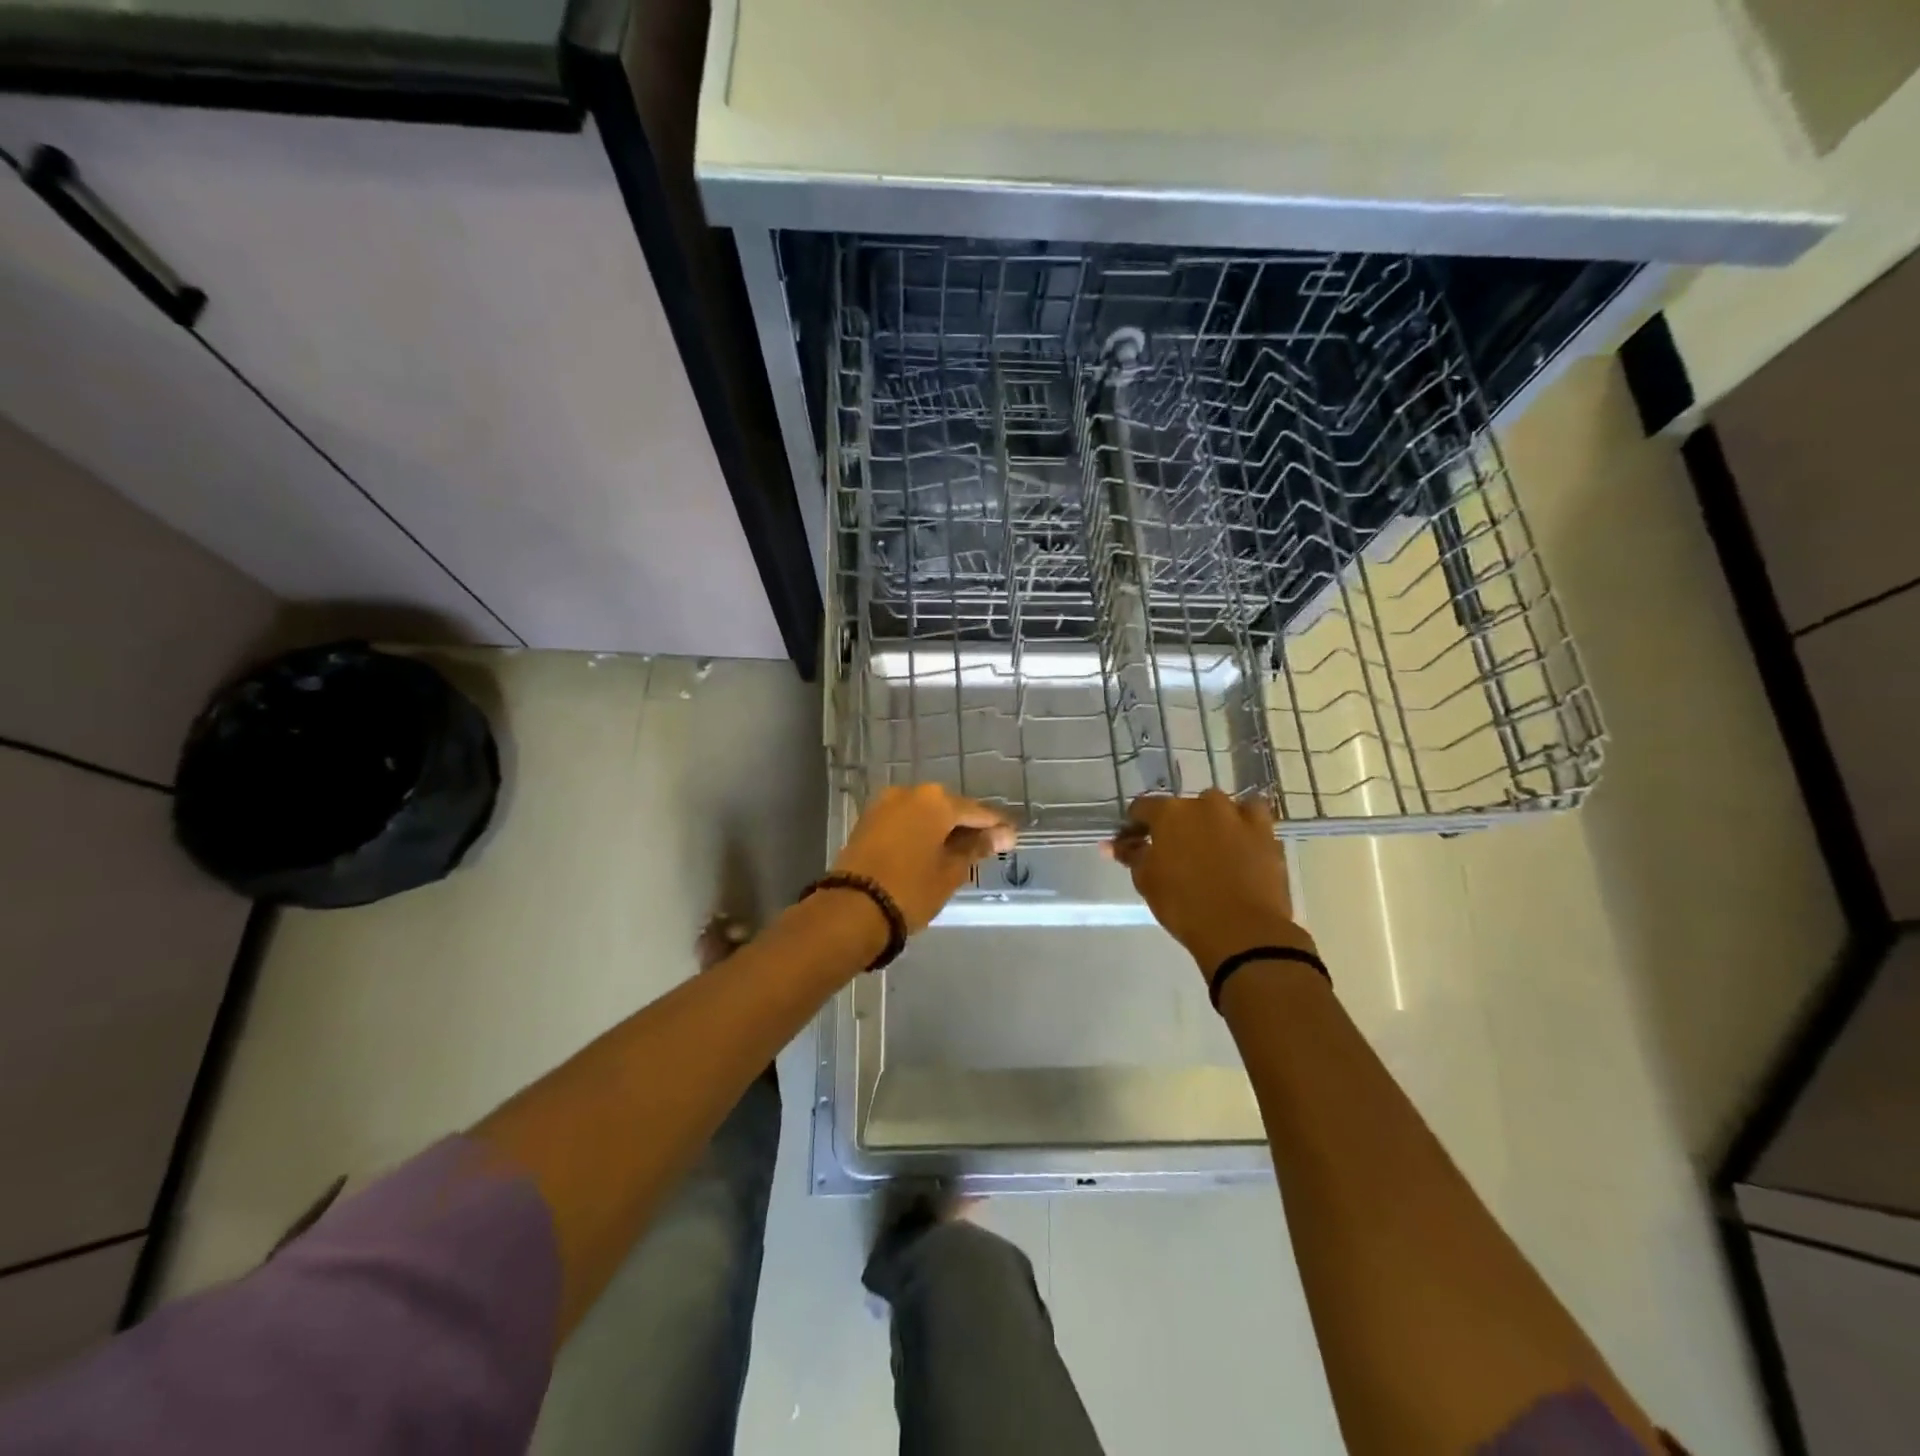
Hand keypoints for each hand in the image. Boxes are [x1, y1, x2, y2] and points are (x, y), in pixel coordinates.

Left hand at [832, 784, 1017, 933]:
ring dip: (942, 828)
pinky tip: (932, 849)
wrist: (852, 908)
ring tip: (959, 851)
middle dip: (968, 825)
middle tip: (987, 846)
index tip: (1012, 839)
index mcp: (936, 801)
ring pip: (925, 813)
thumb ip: (975, 848)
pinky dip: (921, 831)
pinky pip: (906, 820)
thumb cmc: (911, 889)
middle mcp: (910, 792)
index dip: (996, 826)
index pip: (977, 811)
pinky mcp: (869, 819)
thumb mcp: (950, 872)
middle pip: (949, 807)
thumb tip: (1001, 835)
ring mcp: (885, 804)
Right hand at [1105, 789, 1311, 975]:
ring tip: (1208, 846)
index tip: (1132, 843)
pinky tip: (1240, 838)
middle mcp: (1203, 805)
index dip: (1135, 825)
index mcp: (1169, 813)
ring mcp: (1238, 816)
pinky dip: (1244, 822)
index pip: (1142, 808)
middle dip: (1174, 825)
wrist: (1241, 931)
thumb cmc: (1184, 906)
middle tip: (1172, 852)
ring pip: (1218, 807)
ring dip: (1209, 820)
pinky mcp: (1266, 832)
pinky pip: (1252, 815)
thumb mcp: (1147, 881)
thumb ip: (1131, 855)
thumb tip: (1112, 844)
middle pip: (1182, 807)